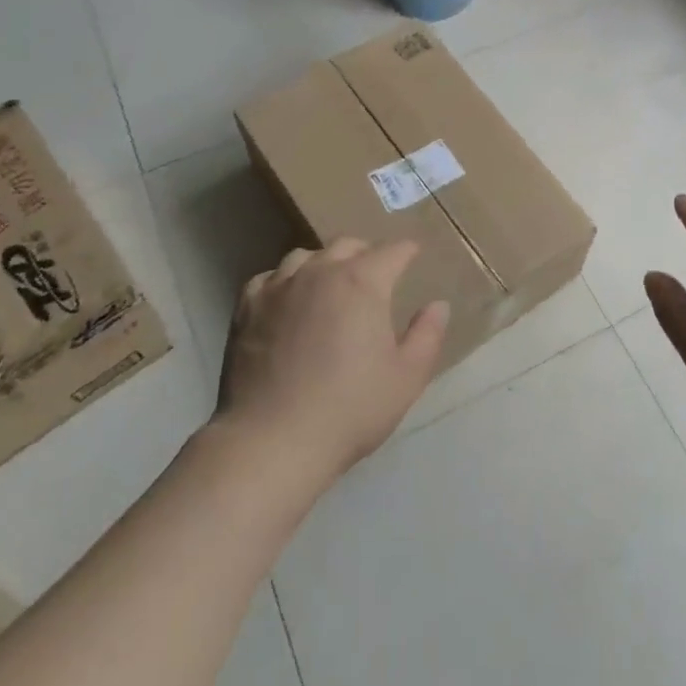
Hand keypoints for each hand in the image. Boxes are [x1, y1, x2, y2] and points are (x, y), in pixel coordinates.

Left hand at [218, 239, 449, 481]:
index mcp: (363, 282)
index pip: (392, 251)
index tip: (413, 255)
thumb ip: (427, 335)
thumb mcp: (406, 378)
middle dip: (367, 252)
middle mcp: (320, 272)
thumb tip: (438, 305)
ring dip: (325, 263)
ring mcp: (279, 286)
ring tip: (330, 284)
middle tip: (376, 273)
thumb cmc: (350, 409)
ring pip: (306, 256)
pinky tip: (289, 300)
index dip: (407, 251)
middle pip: (347, 245)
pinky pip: (270, 277)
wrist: (272, 441)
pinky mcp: (247, 307)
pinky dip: (286, 281)